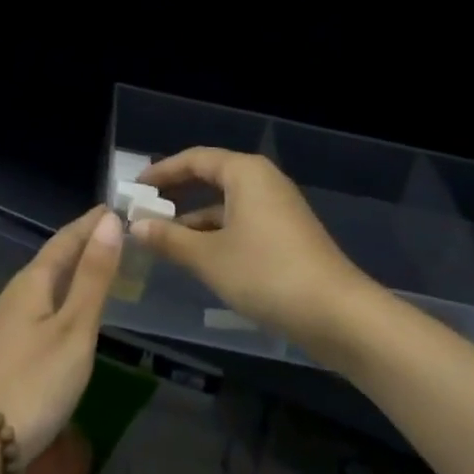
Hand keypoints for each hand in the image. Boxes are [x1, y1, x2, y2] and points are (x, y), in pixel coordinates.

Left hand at [0, 206, 122, 459]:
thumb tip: (109, 221)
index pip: (66, 239)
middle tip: (113, 234)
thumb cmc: (33, 382)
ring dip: (72, 272)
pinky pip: (39, 308)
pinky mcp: (3, 352)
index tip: (115, 208)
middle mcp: (15, 294)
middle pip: (53, 259)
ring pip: (45, 285)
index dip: (91, 224)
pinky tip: (69, 315)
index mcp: (33, 281)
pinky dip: (61, 299)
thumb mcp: (74, 330)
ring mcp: (5, 324)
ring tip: (97, 269)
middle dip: (82, 245)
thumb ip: (93, 277)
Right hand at [133, 148, 374, 355]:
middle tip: (144, 209)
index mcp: (245, 172)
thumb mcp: (209, 258)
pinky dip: (217, 232)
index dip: (162, 172)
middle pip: (211, 177)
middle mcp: (262, 181)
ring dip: (195, 218)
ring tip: (163, 237)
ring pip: (226, 203)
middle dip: (177, 193)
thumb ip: (170, 239)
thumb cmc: (267, 274)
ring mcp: (278, 207)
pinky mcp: (287, 234)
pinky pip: (241, 221)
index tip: (134, 188)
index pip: (194, 159)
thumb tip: (136, 226)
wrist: (338, 314)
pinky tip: (198, 256)